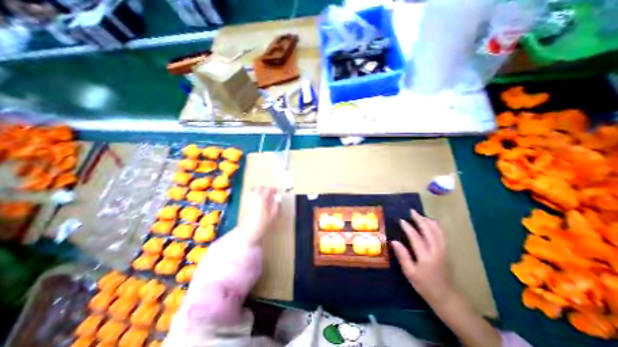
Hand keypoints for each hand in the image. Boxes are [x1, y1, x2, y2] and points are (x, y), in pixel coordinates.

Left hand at [239, 185, 279, 245]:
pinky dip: (255, 195)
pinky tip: (258, 201)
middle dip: (266, 188)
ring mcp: (249, 200)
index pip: (268, 189)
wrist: (249, 232)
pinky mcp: (246, 205)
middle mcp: (255, 197)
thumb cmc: (263, 224)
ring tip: (264, 196)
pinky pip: (250, 195)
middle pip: (260, 187)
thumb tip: (277, 201)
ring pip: (254, 190)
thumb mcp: (273, 215)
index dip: (274, 189)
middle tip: (271, 193)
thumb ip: (276, 206)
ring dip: (260, 190)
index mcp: (262, 199)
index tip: (277, 192)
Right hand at [390, 210, 451, 304]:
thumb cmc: (424, 285)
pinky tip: (431, 223)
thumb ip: (402, 256)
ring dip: (428, 221)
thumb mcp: (410, 273)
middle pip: (428, 230)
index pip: (415, 237)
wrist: (446, 296)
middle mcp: (436, 250)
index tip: (401, 220)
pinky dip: (436, 226)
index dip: (408, 227)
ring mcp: (444, 250)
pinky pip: (442, 234)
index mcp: (426, 256)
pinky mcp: (447, 251)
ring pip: (437, 231)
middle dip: (420, 219)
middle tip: (411, 211)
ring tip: (420, 215)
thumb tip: (393, 241)